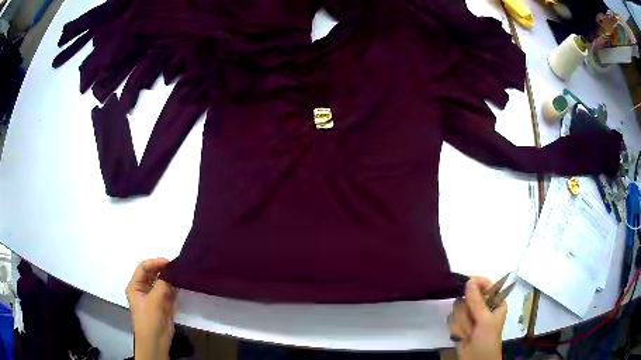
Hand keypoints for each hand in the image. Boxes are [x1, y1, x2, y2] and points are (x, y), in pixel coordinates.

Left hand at [126, 258, 176, 359]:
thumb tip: (171, 272)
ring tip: (180, 273)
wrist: (156, 340)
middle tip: (176, 266)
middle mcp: (143, 289)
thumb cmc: (149, 319)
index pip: (143, 268)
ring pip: (160, 282)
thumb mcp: (154, 300)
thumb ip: (162, 284)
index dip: (155, 263)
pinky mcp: (162, 304)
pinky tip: (181, 284)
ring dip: (169, 278)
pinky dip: (173, 287)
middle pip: (152, 274)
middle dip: (162, 269)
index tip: (169, 262)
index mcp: (135, 286)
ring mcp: (153, 296)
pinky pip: (167, 291)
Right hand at [447, 277, 506, 359]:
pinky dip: (456, 328)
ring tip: (469, 333)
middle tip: (473, 323)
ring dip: (462, 323)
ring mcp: (470, 316)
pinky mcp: (460, 324)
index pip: (487, 285)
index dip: (478, 282)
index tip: (467, 283)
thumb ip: (477, 302)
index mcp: (496, 302)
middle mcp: (483, 306)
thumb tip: (469, 281)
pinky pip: (452, 319)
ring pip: (459, 308)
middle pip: (469, 297)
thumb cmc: (487, 340)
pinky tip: (462, 336)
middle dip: (468, 311)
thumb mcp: (485, 321)